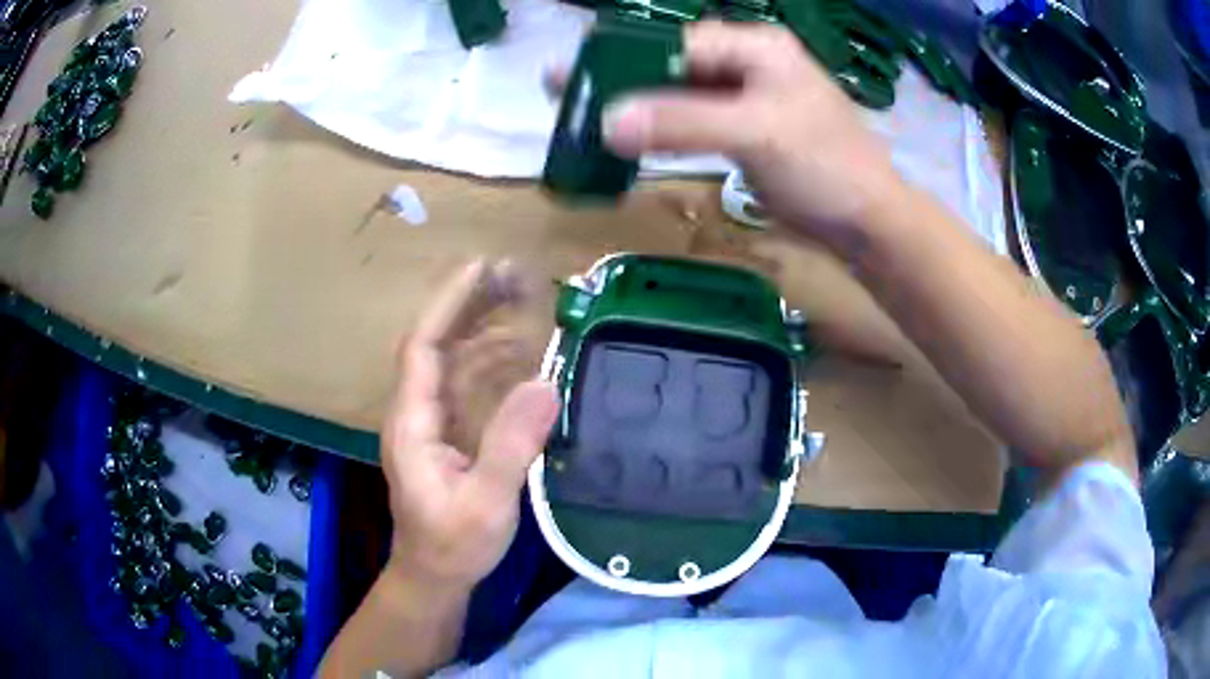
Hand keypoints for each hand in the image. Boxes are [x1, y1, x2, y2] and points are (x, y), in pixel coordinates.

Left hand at [381, 260, 559, 590]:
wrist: (434, 575)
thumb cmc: (453, 545)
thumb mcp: (486, 503)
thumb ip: (511, 446)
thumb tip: (546, 383)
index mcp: (412, 423)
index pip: (423, 347)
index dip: (449, 304)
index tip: (482, 269)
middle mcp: (417, 412)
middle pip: (438, 343)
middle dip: (470, 305)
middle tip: (514, 275)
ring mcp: (432, 421)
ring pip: (453, 360)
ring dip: (483, 326)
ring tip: (521, 298)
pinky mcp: (449, 433)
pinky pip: (468, 383)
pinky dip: (492, 358)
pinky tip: (519, 349)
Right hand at [602, 21, 901, 250]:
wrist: (867, 223)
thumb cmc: (825, 167)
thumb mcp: (755, 134)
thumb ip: (682, 122)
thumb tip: (606, 121)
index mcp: (756, 47)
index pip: (677, 42)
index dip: (625, 57)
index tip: (575, 76)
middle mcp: (748, 64)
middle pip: (673, 66)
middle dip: (624, 83)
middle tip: (569, 96)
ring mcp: (746, 99)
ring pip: (680, 96)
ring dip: (639, 109)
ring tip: (587, 120)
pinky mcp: (745, 132)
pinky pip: (692, 123)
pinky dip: (662, 132)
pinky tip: (630, 141)